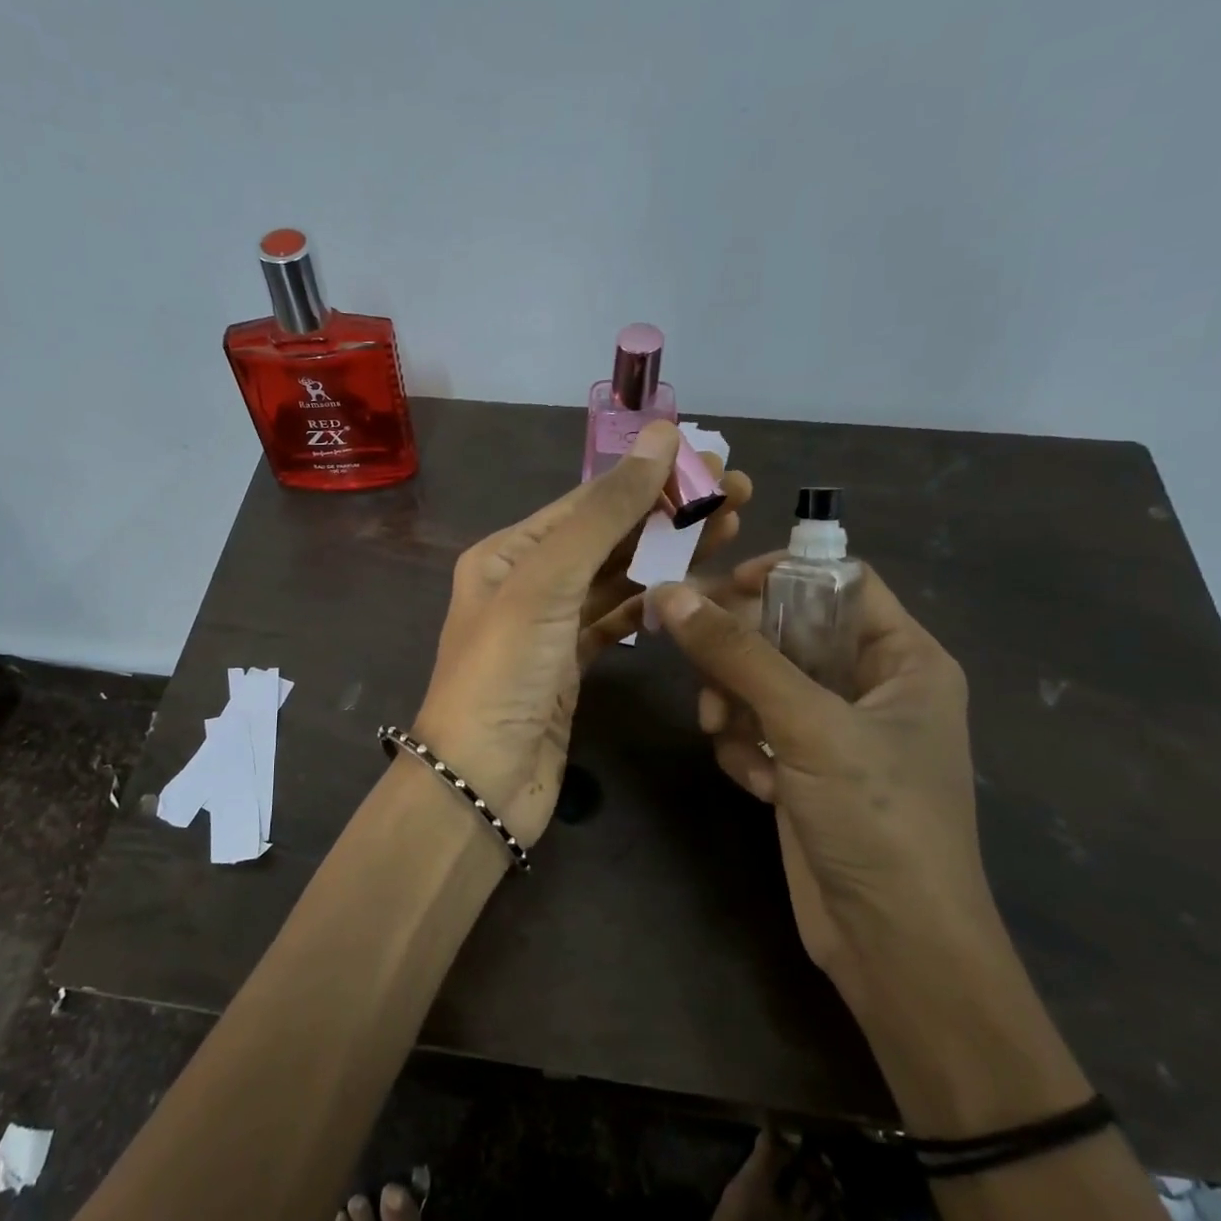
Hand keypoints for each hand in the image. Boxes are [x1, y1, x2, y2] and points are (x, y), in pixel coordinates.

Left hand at [414, 421, 750, 845]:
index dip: (649, 479)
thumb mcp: (547, 583)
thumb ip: (605, 513)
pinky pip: (616, 621)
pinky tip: (690, 589)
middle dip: (669, 514)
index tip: (712, 460)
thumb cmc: (505, 673)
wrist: (481, 782)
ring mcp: (549, 627)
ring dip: (668, 555)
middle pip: (607, 537)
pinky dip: (651, 604)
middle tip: (740, 494)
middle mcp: (525, 583)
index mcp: (507, 553)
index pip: (587, 502)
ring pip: (617, 579)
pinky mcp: (570, 667)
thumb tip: (660, 437)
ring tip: (731, 531)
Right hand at [647, 561, 1000, 1017]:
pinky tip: (754, 782)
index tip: (715, 590)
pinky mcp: (803, 770)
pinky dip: (744, 748)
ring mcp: (834, 731)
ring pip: (760, 682)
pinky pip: (755, 729)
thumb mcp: (807, 724)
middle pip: (787, 631)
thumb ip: (737, 654)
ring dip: (733, 704)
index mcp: (904, 658)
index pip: (838, 580)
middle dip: (739, 653)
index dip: (779, 575)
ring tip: (723, 734)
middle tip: (694, 662)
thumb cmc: (877, 819)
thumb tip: (668, 593)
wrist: (894, 947)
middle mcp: (872, 686)